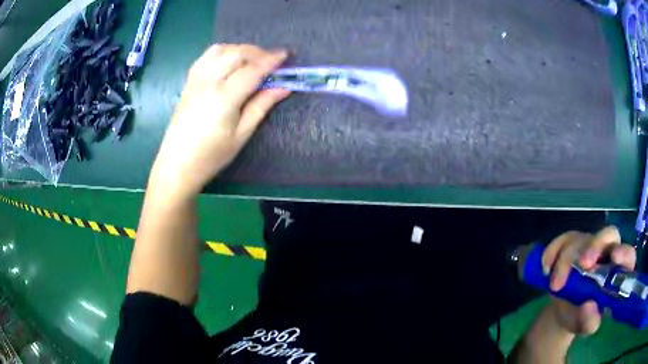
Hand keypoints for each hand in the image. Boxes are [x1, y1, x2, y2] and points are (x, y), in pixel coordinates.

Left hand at [150, 44, 290, 195]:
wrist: (177, 164)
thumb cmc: (211, 155)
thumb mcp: (242, 134)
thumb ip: (262, 105)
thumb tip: (284, 87)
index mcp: (225, 97)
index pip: (252, 69)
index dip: (271, 60)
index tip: (286, 55)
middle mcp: (209, 81)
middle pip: (237, 54)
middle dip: (258, 52)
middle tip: (272, 61)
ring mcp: (196, 79)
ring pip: (221, 50)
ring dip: (240, 49)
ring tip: (252, 60)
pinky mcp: (189, 81)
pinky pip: (207, 56)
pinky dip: (223, 52)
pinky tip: (230, 62)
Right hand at [542, 226, 635, 334]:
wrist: (563, 311)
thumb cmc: (580, 318)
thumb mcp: (585, 326)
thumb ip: (589, 321)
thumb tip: (589, 306)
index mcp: (617, 271)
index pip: (628, 255)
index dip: (624, 252)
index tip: (614, 257)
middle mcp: (607, 252)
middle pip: (608, 235)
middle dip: (595, 246)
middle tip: (582, 264)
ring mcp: (590, 245)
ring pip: (582, 238)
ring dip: (567, 261)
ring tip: (555, 287)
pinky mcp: (573, 243)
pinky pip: (563, 239)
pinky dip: (553, 252)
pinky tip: (546, 269)